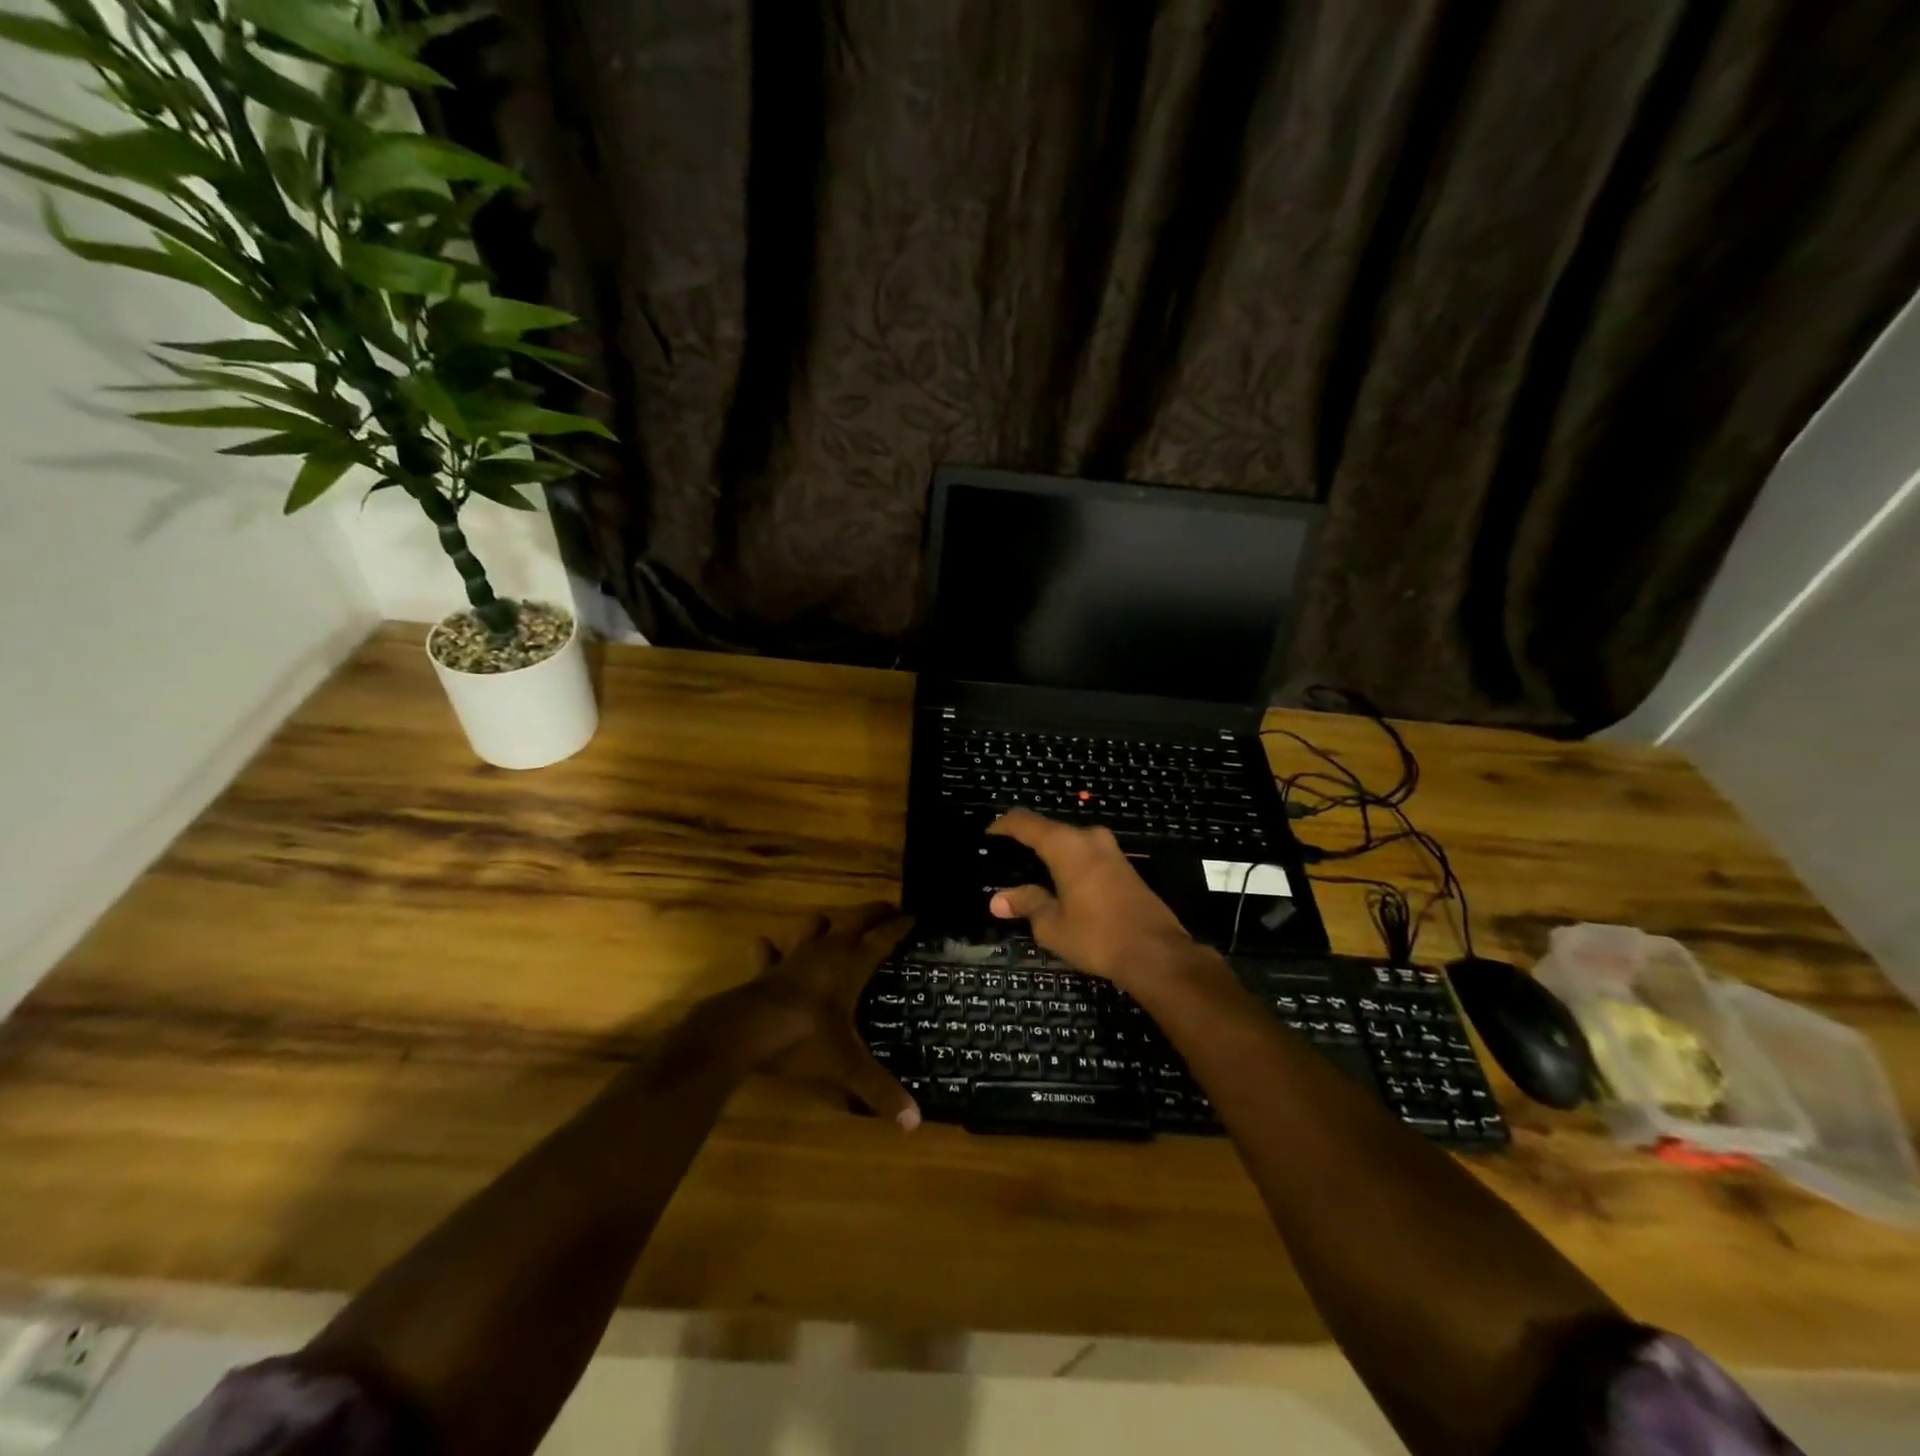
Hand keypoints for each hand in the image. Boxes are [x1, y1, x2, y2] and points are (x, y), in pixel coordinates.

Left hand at [690, 903, 920, 1129]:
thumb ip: (879, 1091)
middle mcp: (826, 952)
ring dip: (826, 923)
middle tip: (888, 909)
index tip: (915, 916)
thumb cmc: (803, 1040)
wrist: (745, 1031)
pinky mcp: (765, 969)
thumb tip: (914, 1123)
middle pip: (855, 920)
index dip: (900, 926)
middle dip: (873, 912)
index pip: (882, 938)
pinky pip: (768, 952)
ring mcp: (793, 957)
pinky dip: (770, 949)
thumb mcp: (846, 1067)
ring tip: (834, 924)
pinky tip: (766, 946)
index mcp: (851, 966)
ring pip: (814, 926)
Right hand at [986, 810, 1207, 990]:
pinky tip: (1059, 885)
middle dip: (1026, 843)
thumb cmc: (1097, 936)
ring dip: (1050, 855)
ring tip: (1028, 875)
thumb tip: (999, 899)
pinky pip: (1086, 856)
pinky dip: (1068, 864)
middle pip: (1049, 830)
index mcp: (1066, 845)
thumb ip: (1026, 904)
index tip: (987, 836)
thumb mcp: (1052, 925)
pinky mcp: (1124, 867)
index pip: (1025, 822)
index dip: (1002, 826)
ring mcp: (1110, 850)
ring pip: (1070, 843)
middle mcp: (1089, 838)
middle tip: (1005, 862)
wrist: (1157, 953)